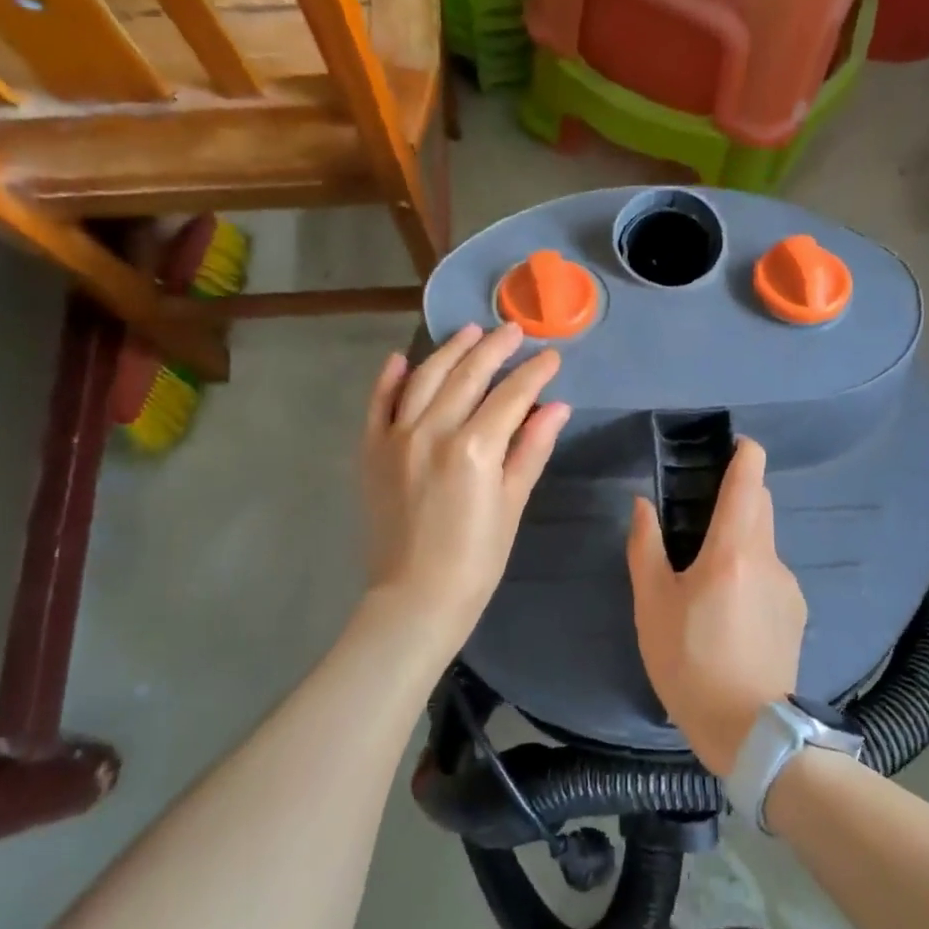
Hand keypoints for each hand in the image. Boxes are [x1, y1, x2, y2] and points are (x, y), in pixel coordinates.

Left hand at [361, 323, 569, 654]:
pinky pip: (379, 403)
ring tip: (470, 332)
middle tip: (514, 331)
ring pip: (425, 378)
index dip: (535, 372)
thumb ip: (531, 449)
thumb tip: (557, 406)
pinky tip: (403, 359)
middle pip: (468, 375)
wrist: (415, 597)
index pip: (511, 395)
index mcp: (474, 448)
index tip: (551, 356)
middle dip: (495, 348)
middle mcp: (433, 431)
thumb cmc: (477, 559)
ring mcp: (396, 437)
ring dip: (450, 351)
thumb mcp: (512, 504)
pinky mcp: (371, 451)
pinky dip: (390, 378)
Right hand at [626, 437, 805, 776]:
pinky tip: (729, 608)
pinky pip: (772, 573)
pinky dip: (751, 570)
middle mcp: (769, 558)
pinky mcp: (796, 612)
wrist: (749, 729)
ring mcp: (789, 586)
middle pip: (761, 504)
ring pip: (765, 540)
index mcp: (733, 549)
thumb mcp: (652, 605)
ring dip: (741, 536)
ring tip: (707, 571)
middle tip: (700, 509)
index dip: (745, 452)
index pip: (750, 480)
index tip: (731, 445)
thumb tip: (643, 506)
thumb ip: (645, 547)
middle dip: (738, 492)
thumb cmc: (689, 662)